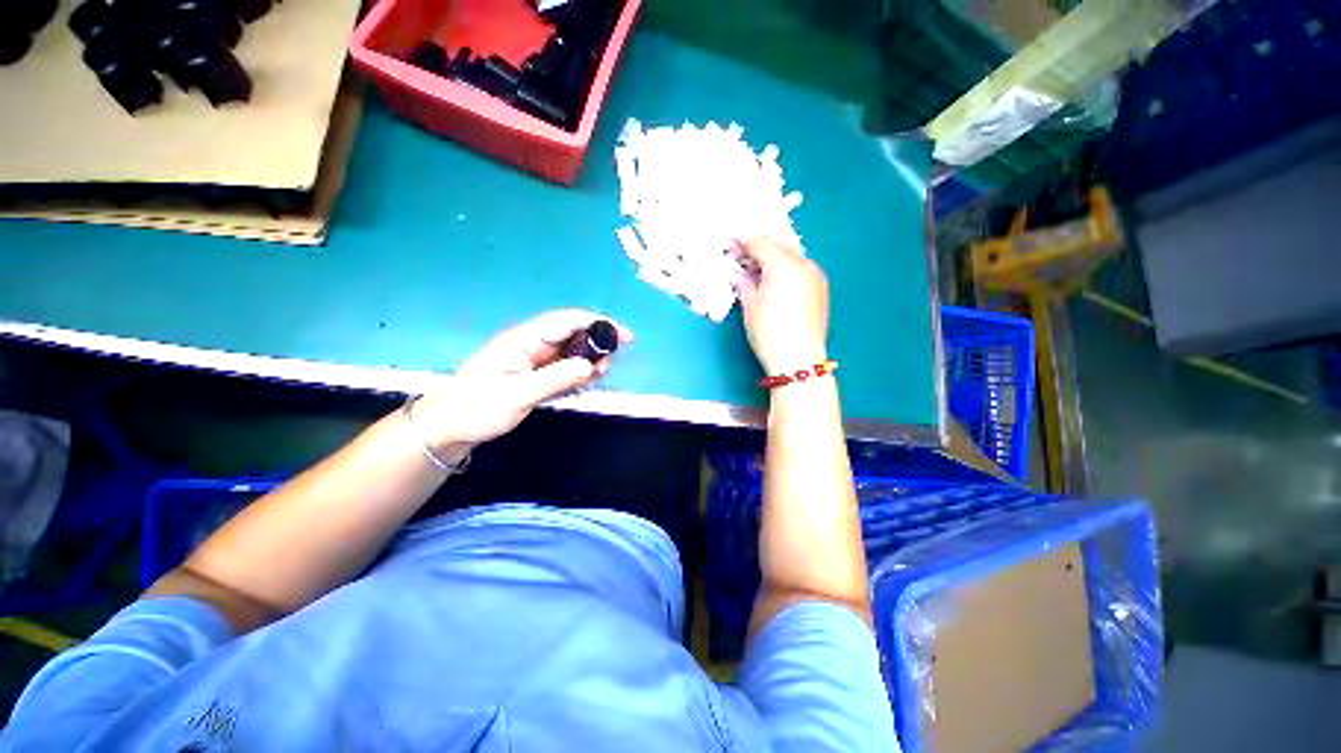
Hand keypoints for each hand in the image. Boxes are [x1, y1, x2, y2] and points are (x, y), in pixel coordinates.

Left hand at [410, 309, 632, 450]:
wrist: (450, 427)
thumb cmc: (477, 407)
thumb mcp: (517, 394)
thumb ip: (555, 378)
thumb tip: (590, 365)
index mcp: (524, 339)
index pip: (567, 321)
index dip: (598, 323)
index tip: (625, 336)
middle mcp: (532, 345)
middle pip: (574, 333)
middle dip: (597, 344)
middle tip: (609, 366)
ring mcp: (534, 360)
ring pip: (572, 351)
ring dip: (590, 360)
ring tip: (598, 377)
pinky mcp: (536, 375)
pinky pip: (565, 367)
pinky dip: (580, 373)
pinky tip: (585, 383)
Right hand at [732, 237, 829, 374]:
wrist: (799, 360)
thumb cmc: (769, 332)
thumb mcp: (750, 305)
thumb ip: (743, 282)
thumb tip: (737, 272)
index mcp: (783, 264)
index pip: (760, 243)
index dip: (742, 241)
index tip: (729, 243)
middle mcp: (803, 263)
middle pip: (778, 245)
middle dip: (758, 248)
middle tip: (740, 256)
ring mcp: (815, 275)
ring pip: (791, 256)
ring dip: (772, 257)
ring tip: (755, 270)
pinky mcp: (820, 287)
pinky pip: (800, 268)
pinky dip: (785, 268)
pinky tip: (773, 280)